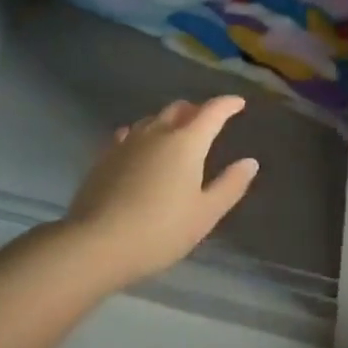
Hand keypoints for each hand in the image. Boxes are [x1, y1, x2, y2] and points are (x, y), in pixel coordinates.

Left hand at [64, 97, 258, 287]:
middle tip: (207, 120)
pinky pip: (129, 134)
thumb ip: (230, 185)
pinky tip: (140, 145)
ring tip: (176, 132)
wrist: (97, 243)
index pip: (212, 112)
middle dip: (197, 110)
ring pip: (153, 119)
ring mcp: (128, 142)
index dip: (227, 104)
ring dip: (169, 120)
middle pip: (180, 109)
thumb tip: (250, 162)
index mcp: (187, 142)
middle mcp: (157, 133)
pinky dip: (143, 134)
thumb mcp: (205, 214)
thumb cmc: (161, 230)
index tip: (238, 103)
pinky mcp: (105, 156)